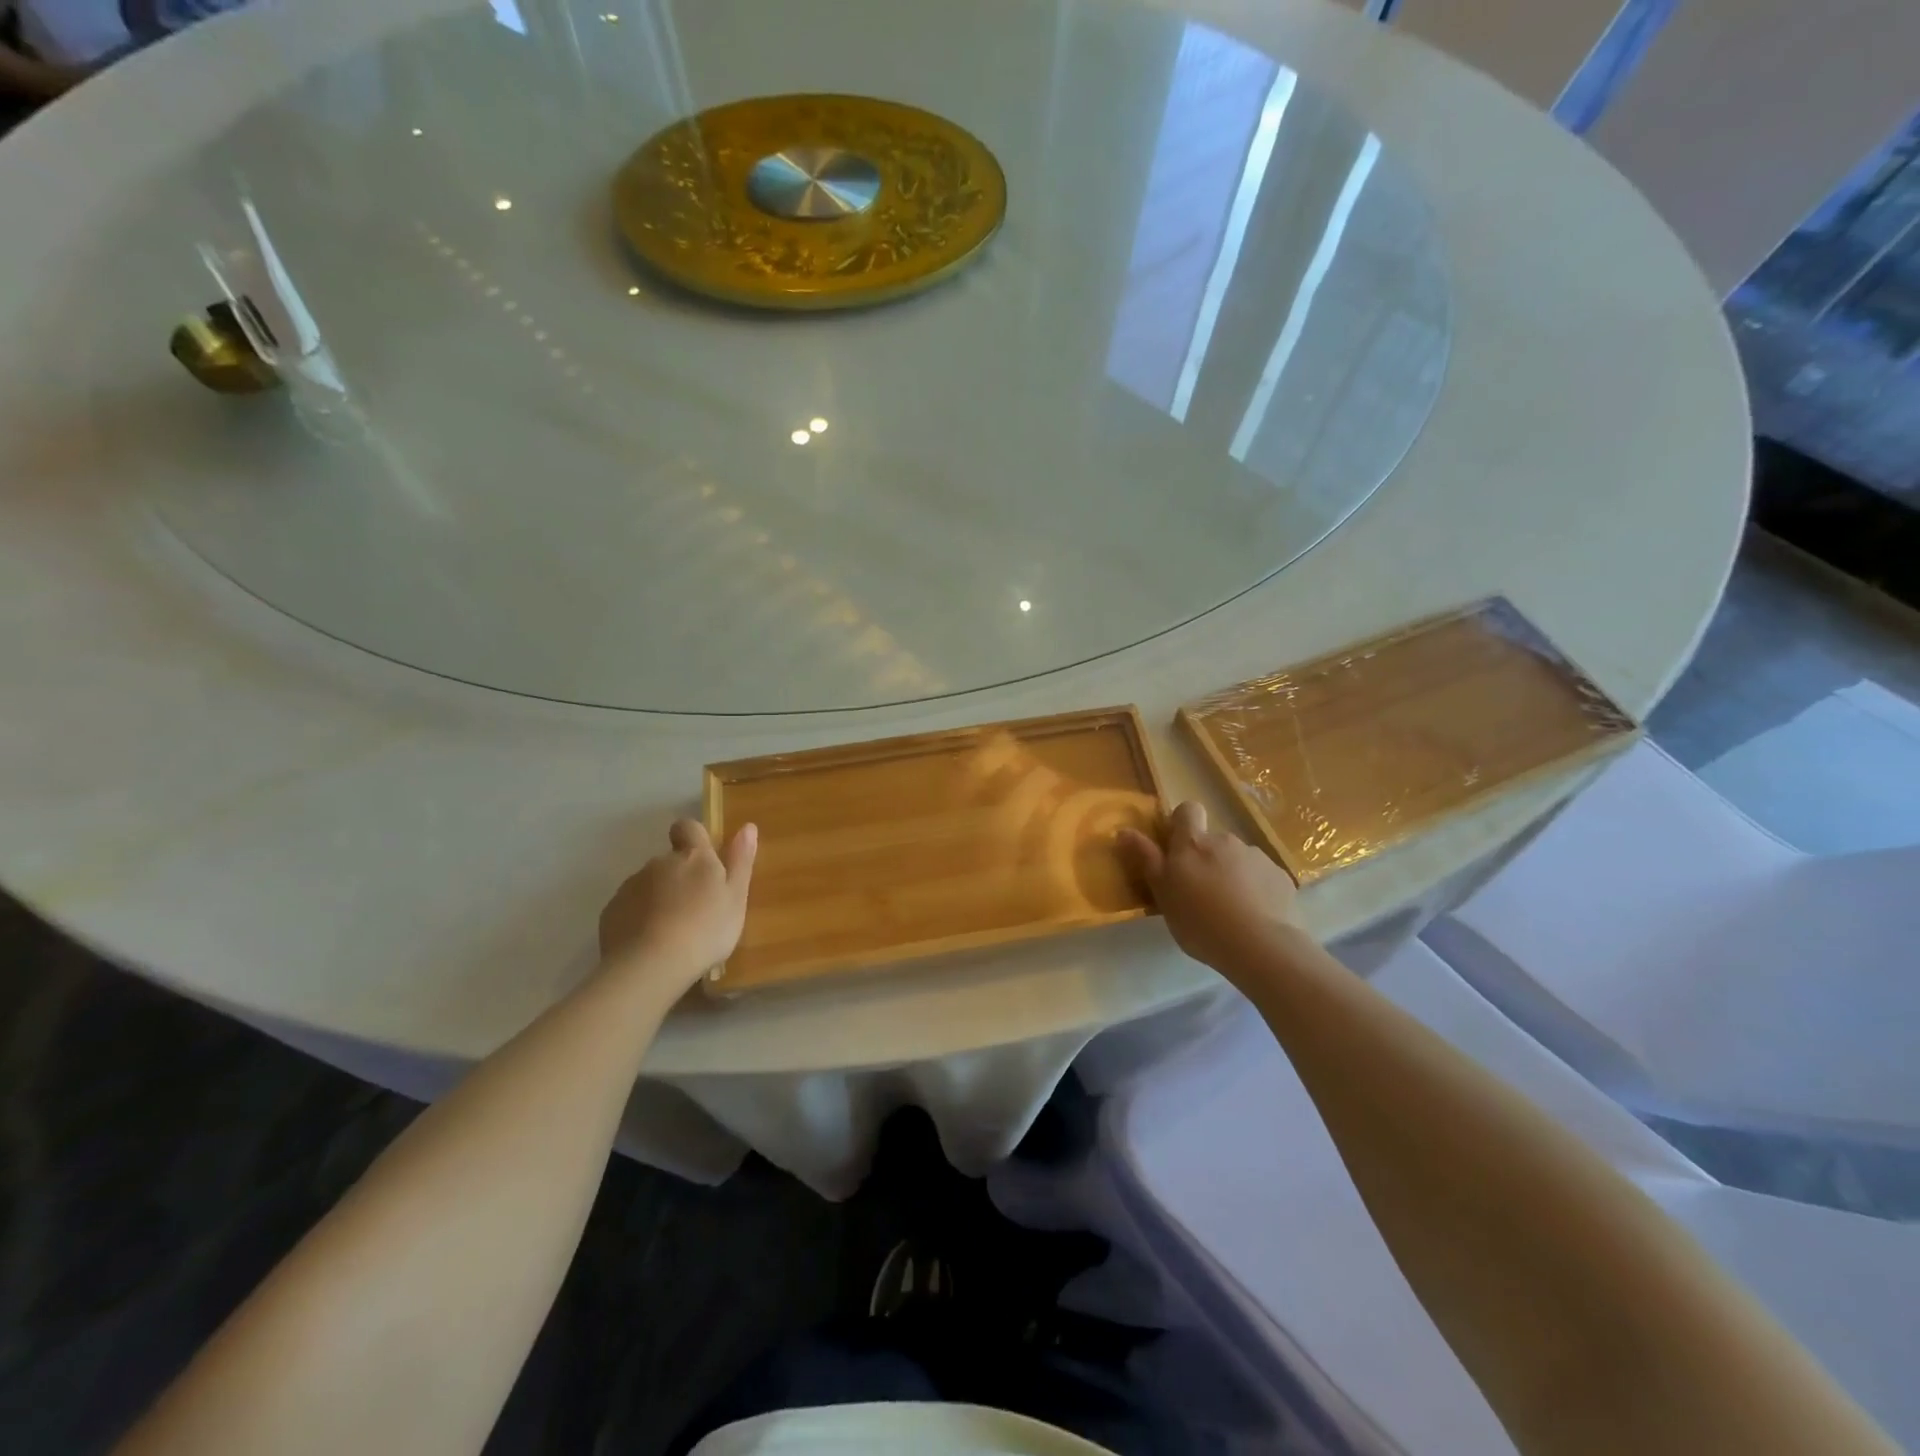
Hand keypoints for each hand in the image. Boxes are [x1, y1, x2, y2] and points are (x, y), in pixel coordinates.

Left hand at [598, 820, 756, 993]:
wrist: (649, 965)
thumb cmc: (705, 930)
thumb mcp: (735, 898)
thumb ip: (740, 861)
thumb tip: (747, 826)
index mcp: (694, 857)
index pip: (688, 828)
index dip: (694, 837)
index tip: (704, 860)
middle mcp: (659, 863)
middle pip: (670, 860)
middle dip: (680, 877)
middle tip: (696, 909)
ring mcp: (631, 886)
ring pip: (649, 884)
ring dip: (660, 898)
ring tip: (673, 931)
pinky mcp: (611, 911)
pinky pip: (630, 907)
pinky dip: (640, 918)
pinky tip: (650, 943)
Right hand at [1118, 802, 1300, 975]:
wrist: (1260, 946)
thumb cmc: (1200, 921)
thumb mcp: (1163, 894)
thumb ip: (1146, 859)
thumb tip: (1123, 830)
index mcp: (1192, 843)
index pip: (1187, 810)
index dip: (1182, 823)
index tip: (1177, 848)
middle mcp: (1225, 840)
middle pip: (1212, 840)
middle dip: (1207, 858)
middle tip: (1201, 893)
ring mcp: (1256, 857)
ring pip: (1238, 859)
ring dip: (1232, 874)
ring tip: (1230, 910)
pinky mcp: (1280, 877)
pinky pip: (1262, 877)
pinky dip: (1256, 890)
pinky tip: (1254, 917)